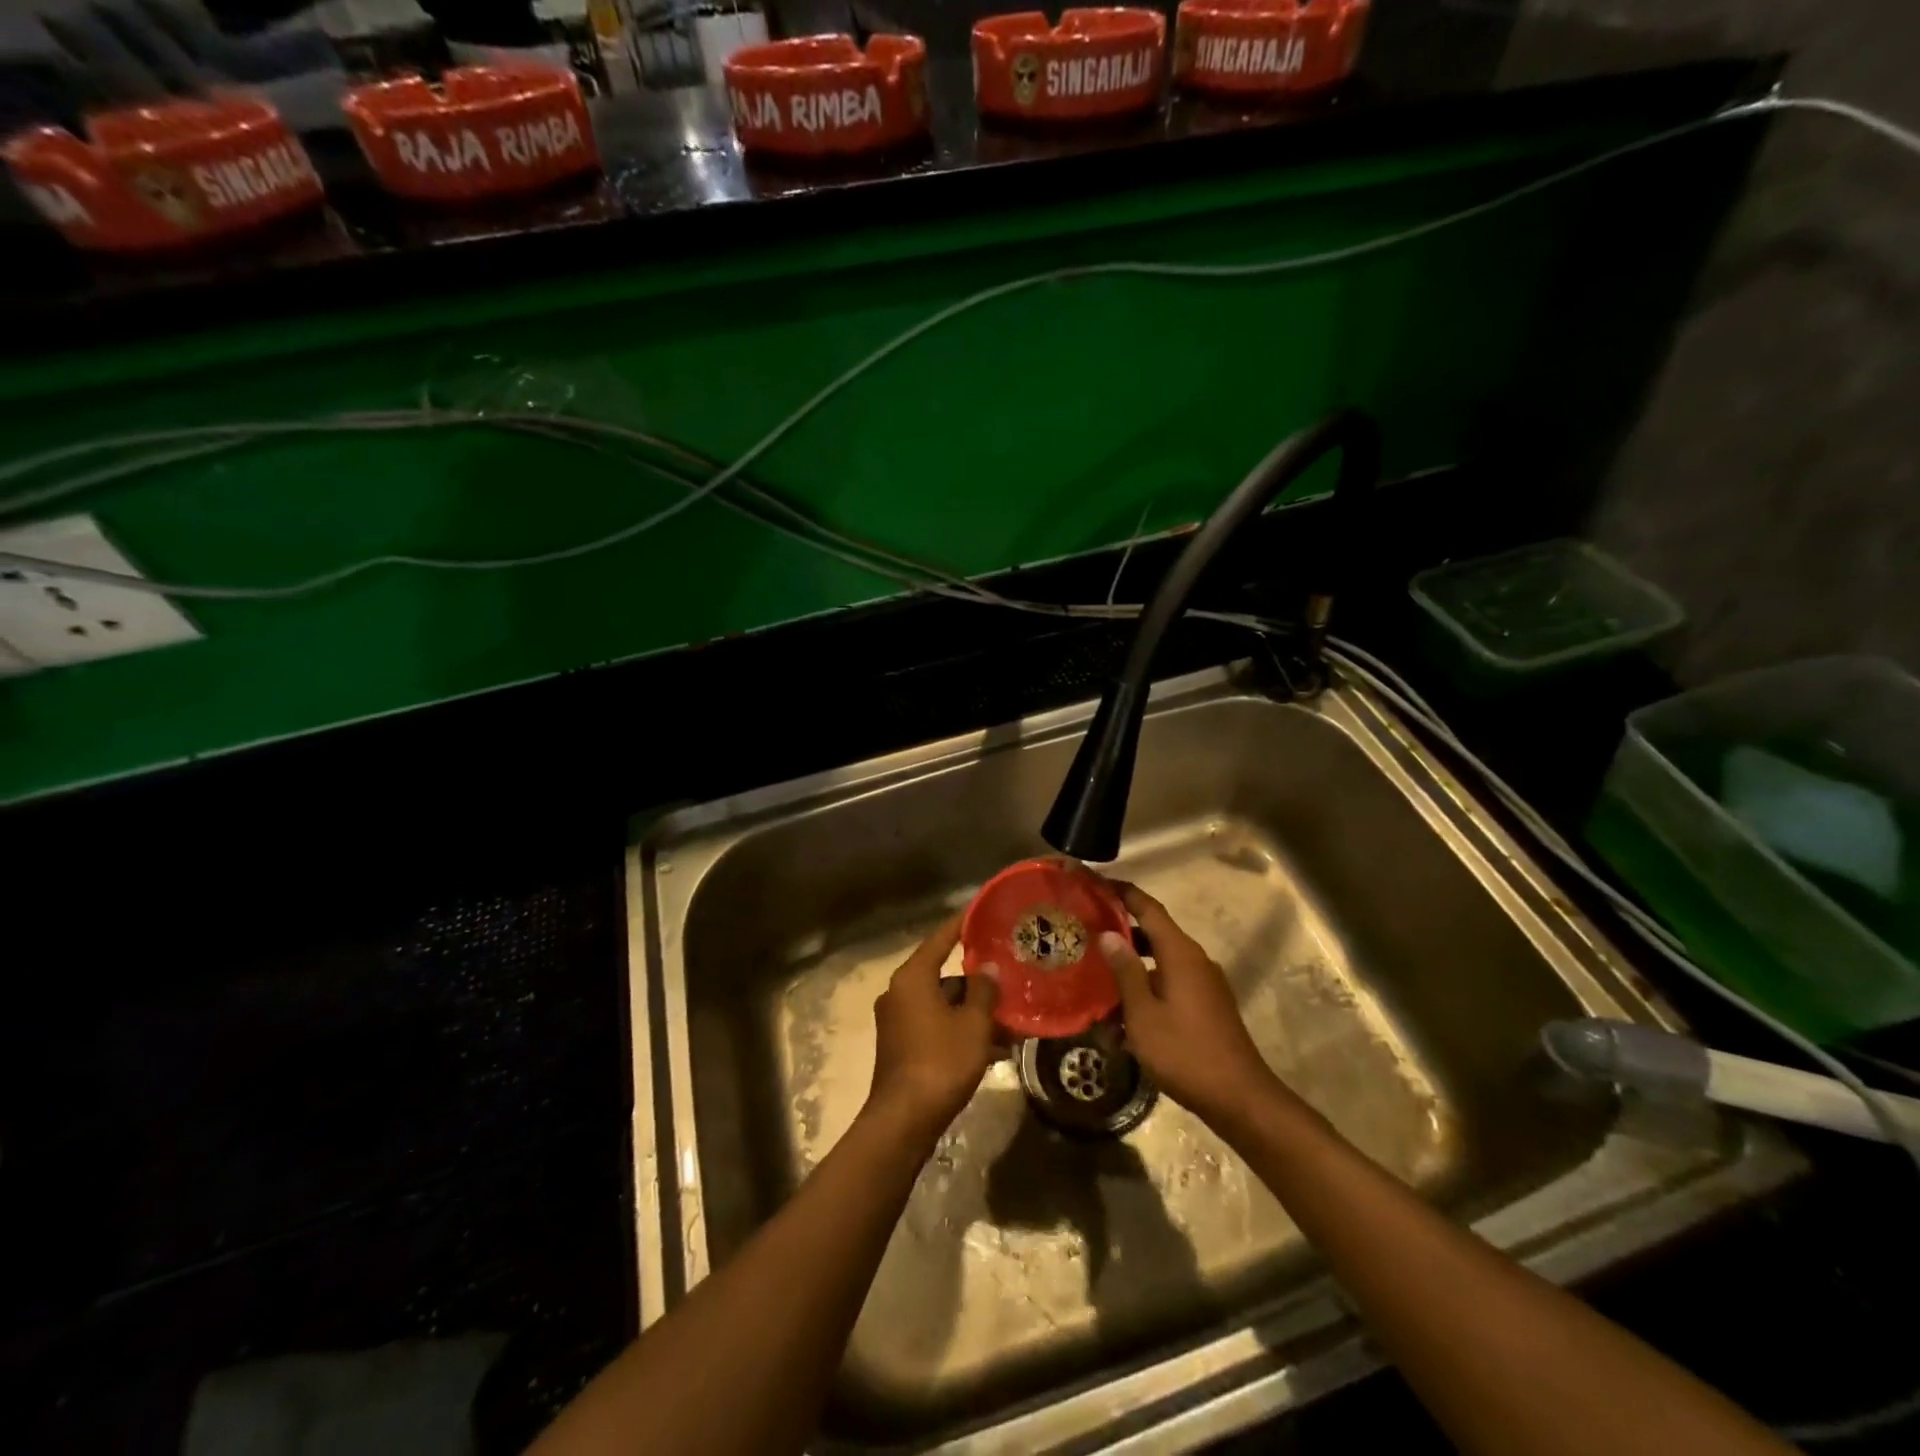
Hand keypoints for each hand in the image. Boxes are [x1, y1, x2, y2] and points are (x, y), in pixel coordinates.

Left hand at [867, 915, 999, 1139]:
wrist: (904, 1120)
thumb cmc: (940, 1062)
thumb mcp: (973, 1024)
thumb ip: (983, 991)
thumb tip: (988, 969)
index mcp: (912, 978)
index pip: (941, 939)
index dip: (963, 924)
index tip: (983, 911)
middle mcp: (899, 993)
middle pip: (944, 974)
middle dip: (978, 980)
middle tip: (1009, 975)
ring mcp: (898, 1021)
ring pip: (944, 1004)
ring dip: (974, 1011)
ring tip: (1012, 1019)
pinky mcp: (902, 1046)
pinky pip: (937, 1026)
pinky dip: (961, 1030)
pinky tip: (996, 1047)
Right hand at [1100, 882, 1295, 1130]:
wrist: (1240, 1099)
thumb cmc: (1186, 1052)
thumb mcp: (1144, 1014)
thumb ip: (1126, 971)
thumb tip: (1108, 935)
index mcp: (1181, 953)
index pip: (1148, 907)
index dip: (1122, 892)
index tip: (1093, 883)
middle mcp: (1194, 960)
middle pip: (1153, 932)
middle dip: (1119, 929)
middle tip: (1083, 929)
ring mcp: (1203, 983)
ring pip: (1159, 961)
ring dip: (1130, 964)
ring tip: (1095, 972)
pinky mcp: (1205, 1005)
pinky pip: (1169, 983)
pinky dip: (1145, 987)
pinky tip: (1120, 1014)